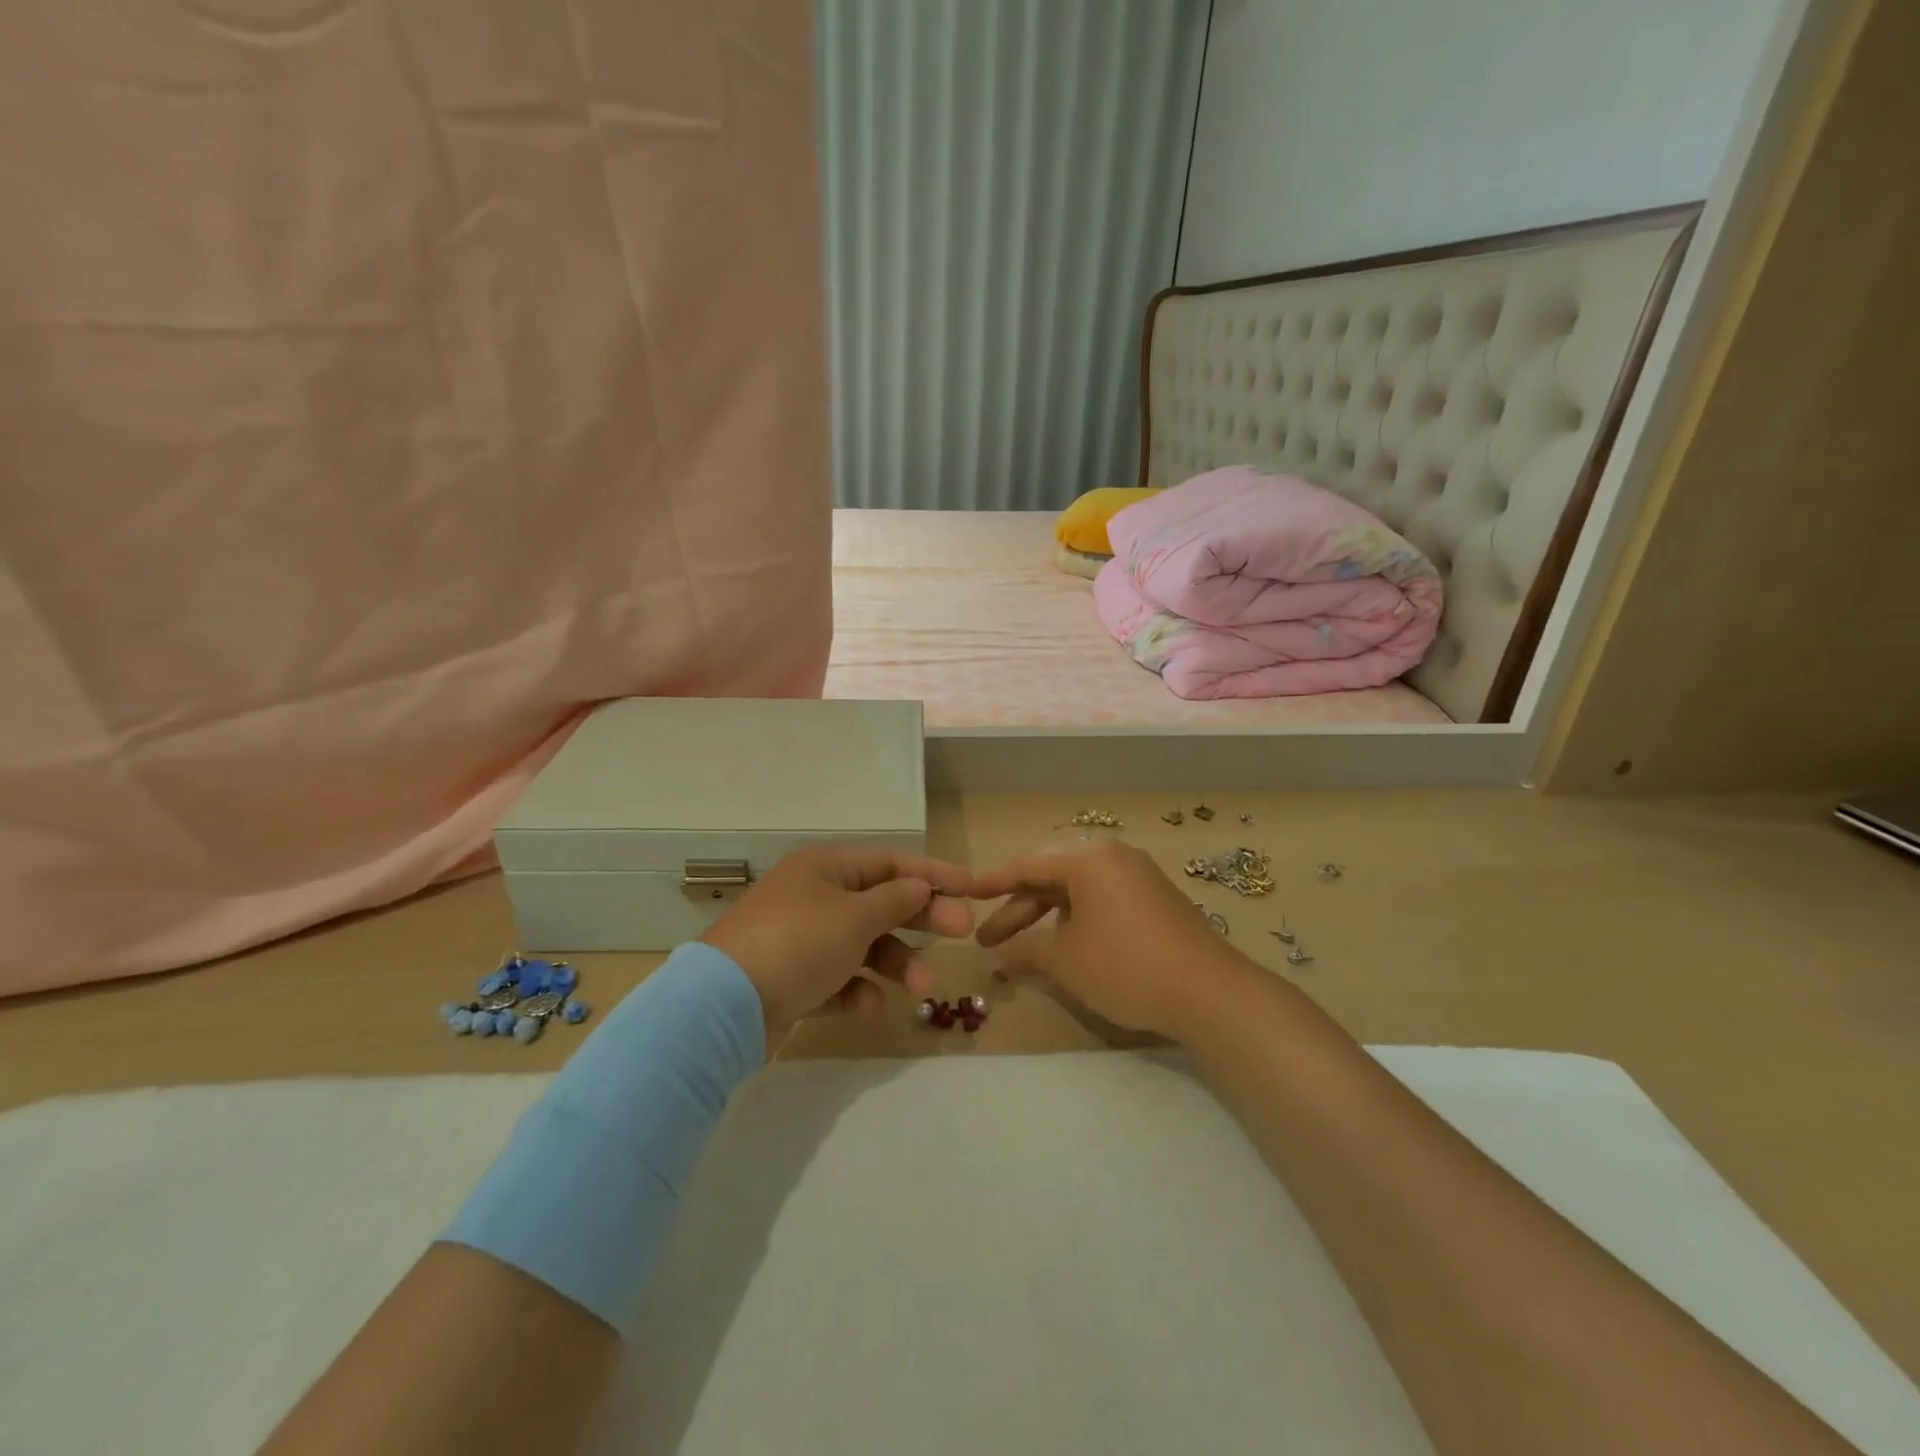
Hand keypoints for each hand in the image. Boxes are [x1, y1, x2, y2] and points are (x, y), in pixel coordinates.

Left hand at [701, 844, 976, 1049]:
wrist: (722, 1006)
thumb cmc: (799, 943)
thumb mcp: (855, 917)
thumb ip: (895, 901)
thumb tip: (920, 887)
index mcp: (827, 867)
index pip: (892, 862)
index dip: (935, 874)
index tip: (973, 888)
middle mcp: (815, 895)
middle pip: (881, 902)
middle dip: (922, 919)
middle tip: (963, 934)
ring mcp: (802, 938)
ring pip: (863, 944)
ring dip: (896, 962)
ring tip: (922, 988)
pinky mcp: (792, 978)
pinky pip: (837, 978)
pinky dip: (856, 989)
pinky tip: (868, 1004)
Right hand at [971, 839, 1248, 1037]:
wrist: (1211, 993)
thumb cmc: (1126, 967)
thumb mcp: (1066, 961)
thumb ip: (1026, 952)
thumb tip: (1000, 957)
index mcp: (1088, 859)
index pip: (1026, 866)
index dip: (991, 883)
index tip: (964, 895)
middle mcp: (1113, 857)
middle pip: (1051, 879)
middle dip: (1018, 911)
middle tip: (988, 942)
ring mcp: (1138, 878)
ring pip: (1077, 893)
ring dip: (1047, 921)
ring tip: (1023, 953)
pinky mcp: (1156, 901)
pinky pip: (1102, 903)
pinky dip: (1077, 923)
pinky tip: (1067, 950)